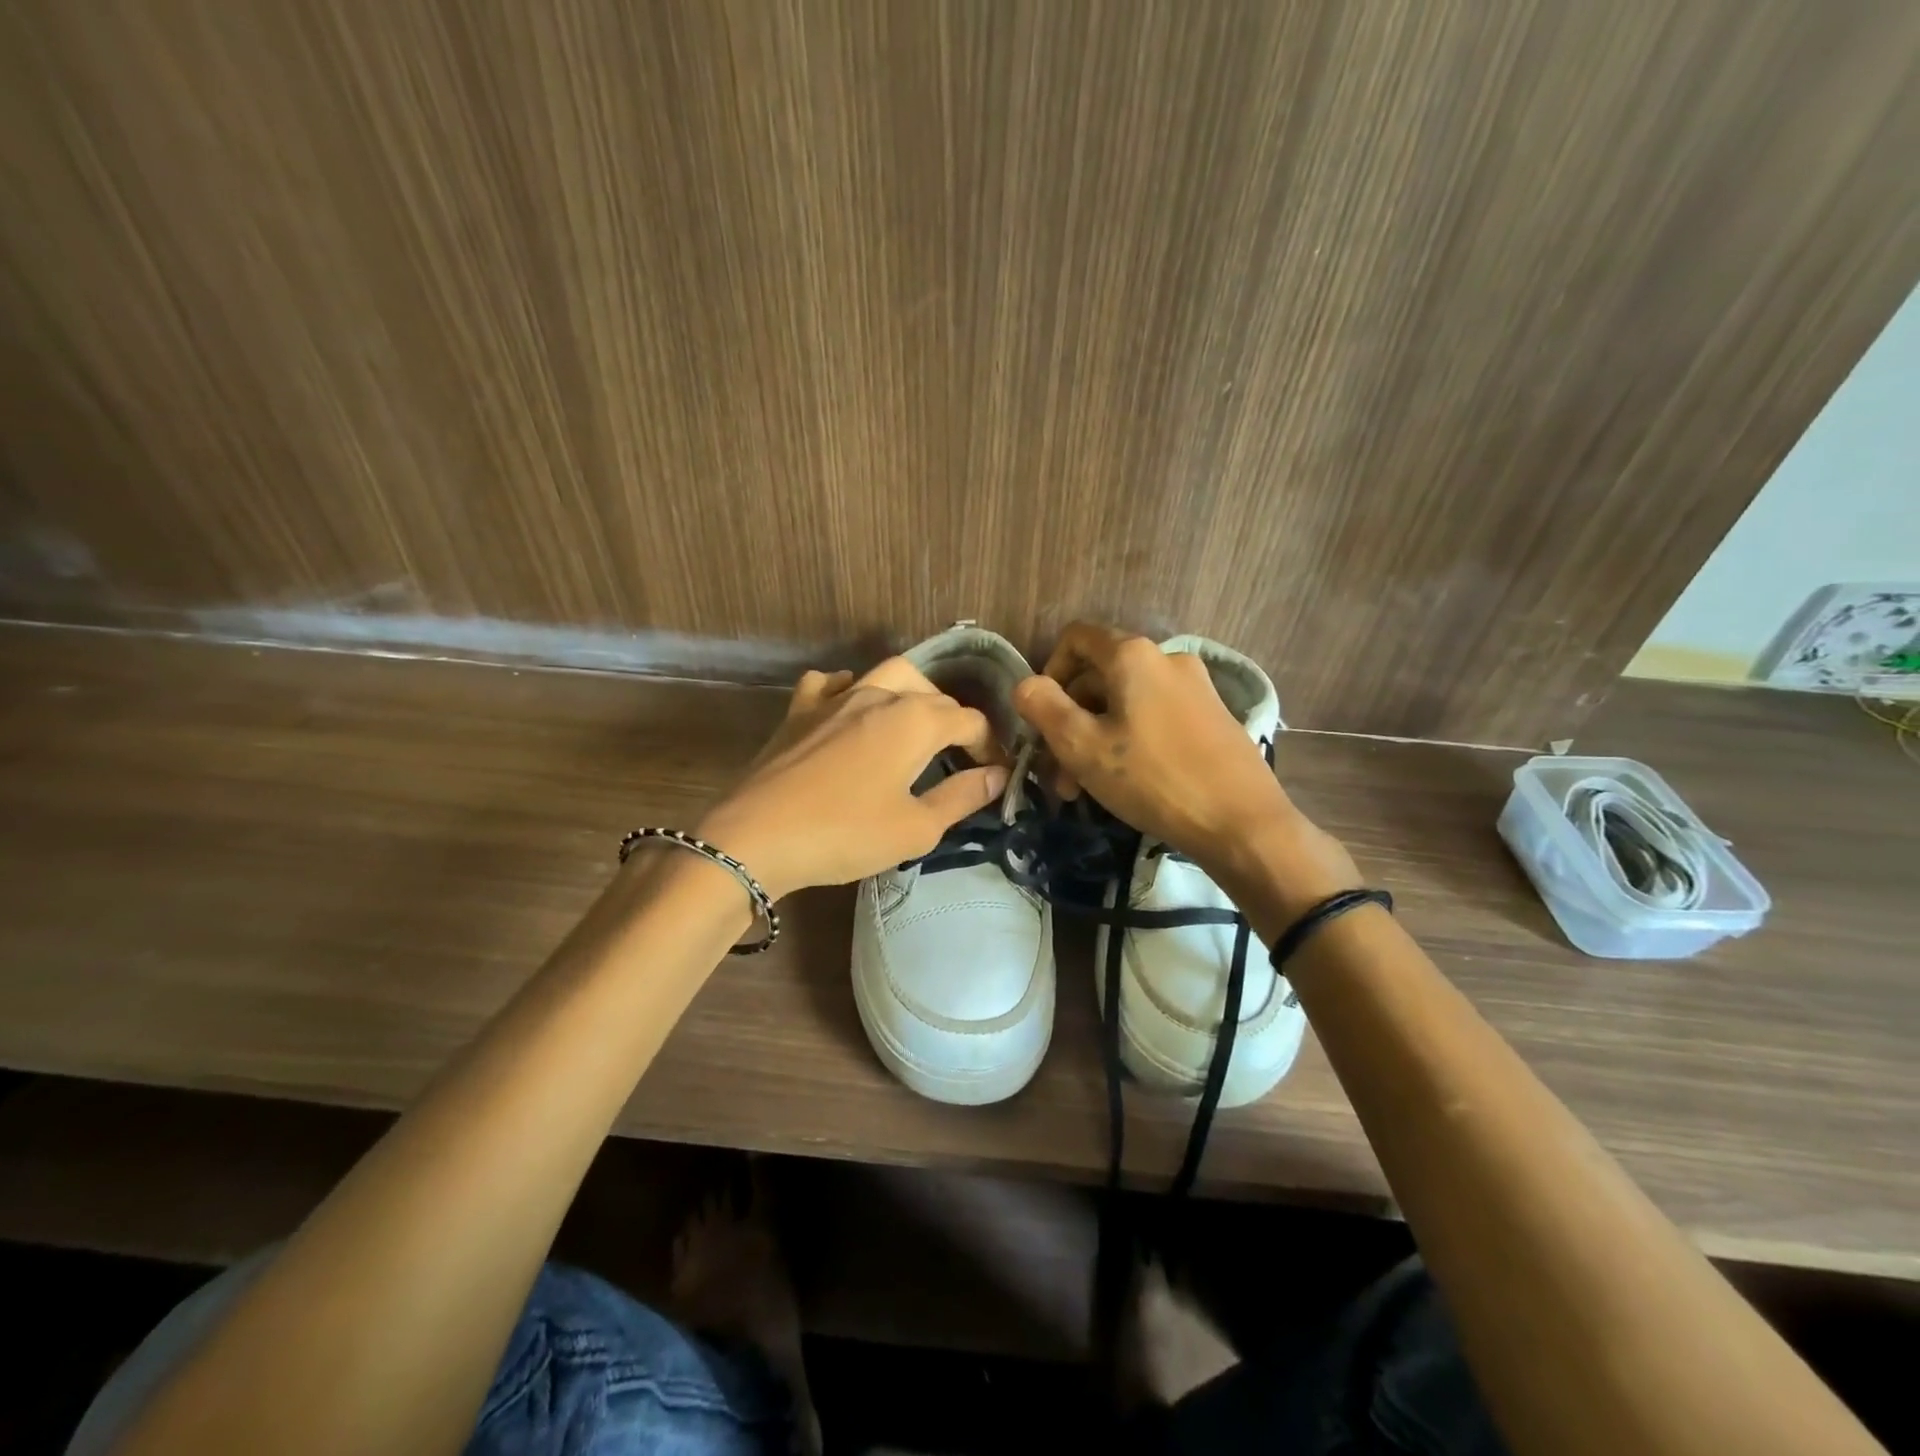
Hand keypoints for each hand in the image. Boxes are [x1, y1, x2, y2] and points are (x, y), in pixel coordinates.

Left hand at [695, 658, 1010, 899]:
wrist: (756, 838)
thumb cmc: (845, 835)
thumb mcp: (916, 828)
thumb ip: (962, 796)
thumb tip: (998, 775)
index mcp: (915, 720)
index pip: (969, 720)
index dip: (988, 745)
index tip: (994, 773)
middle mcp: (879, 695)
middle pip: (932, 694)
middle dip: (954, 721)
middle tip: (958, 757)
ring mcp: (834, 698)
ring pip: (886, 675)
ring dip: (911, 694)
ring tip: (914, 725)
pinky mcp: (799, 711)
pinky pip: (830, 684)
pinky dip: (848, 690)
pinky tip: (848, 708)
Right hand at [1011, 623, 1358, 899]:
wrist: (1242, 822)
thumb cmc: (1152, 779)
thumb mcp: (1082, 746)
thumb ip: (1043, 707)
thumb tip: (1025, 684)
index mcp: (1133, 655)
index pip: (1076, 638)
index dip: (1049, 671)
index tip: (1042, 718)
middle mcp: (1166, 658)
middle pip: (1099, 675)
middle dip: (1069, 719)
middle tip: (1057, 773)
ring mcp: (1195, 686)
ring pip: (1125, 702)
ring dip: (1096, 738)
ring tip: (1082, 789)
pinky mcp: (1213, 716)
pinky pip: (1155, 716)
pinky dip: (1129, 740)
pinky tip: (1126, 783)